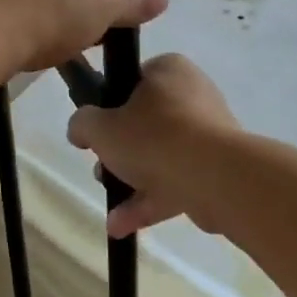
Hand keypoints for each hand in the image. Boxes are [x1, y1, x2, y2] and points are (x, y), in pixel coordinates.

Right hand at [67, 54, 241, 236]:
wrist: (215, 178)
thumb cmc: (154, 138)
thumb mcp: (101, 127)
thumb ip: (83, 123)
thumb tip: (80, 129)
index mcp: (169, 71)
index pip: (133, 79)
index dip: (110, 104)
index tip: (97, 128)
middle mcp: (193, 95)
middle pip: (146, 122)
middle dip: (120, 150)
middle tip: (102, 166)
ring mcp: (209, 134)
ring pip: (161, 155)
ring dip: (132, 181)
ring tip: (109, 206)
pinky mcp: (217, 170)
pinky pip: (177, 180)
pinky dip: (150, 200)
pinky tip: (121, 226)